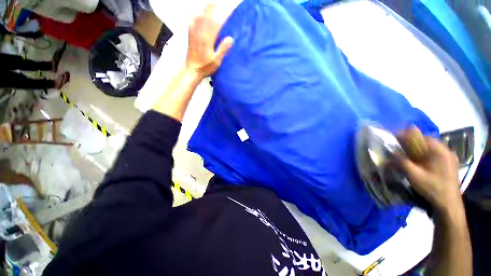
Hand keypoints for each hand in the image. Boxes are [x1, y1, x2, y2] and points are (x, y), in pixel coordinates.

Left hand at [186, 3, 233, 78]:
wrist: (192, 70)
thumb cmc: (205, 67)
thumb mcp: (216, 61)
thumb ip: (223, 49)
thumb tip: (231, 38)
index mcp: (207, 39)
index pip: (216, 23)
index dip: (224, 15)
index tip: (230, 11)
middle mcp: (199, 32)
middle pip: (207, 15)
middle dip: (214, 8)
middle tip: (221, 6)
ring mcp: (193, 32)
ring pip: (199, 15)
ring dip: (206, 9)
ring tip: (212, 6)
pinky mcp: (190, 34)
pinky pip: (192, 20)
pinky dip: (197, 14)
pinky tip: (199, 13)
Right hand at [397, 132, 461, 210]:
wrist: (449, 204)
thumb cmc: (432, 188)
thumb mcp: (414, 175)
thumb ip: (402, 161)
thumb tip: (391, 151)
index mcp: (439, 151)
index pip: (420, 136)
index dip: (406, 135)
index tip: (394, 137)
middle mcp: (446, 150)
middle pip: (425, 140)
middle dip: (411, 142)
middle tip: (399, 147)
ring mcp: (449, 156)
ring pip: (429, 147)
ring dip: (417, 148)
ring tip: (407, 153)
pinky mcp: (449, 162)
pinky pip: (434, 153)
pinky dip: (424, 154)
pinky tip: (419, 161)